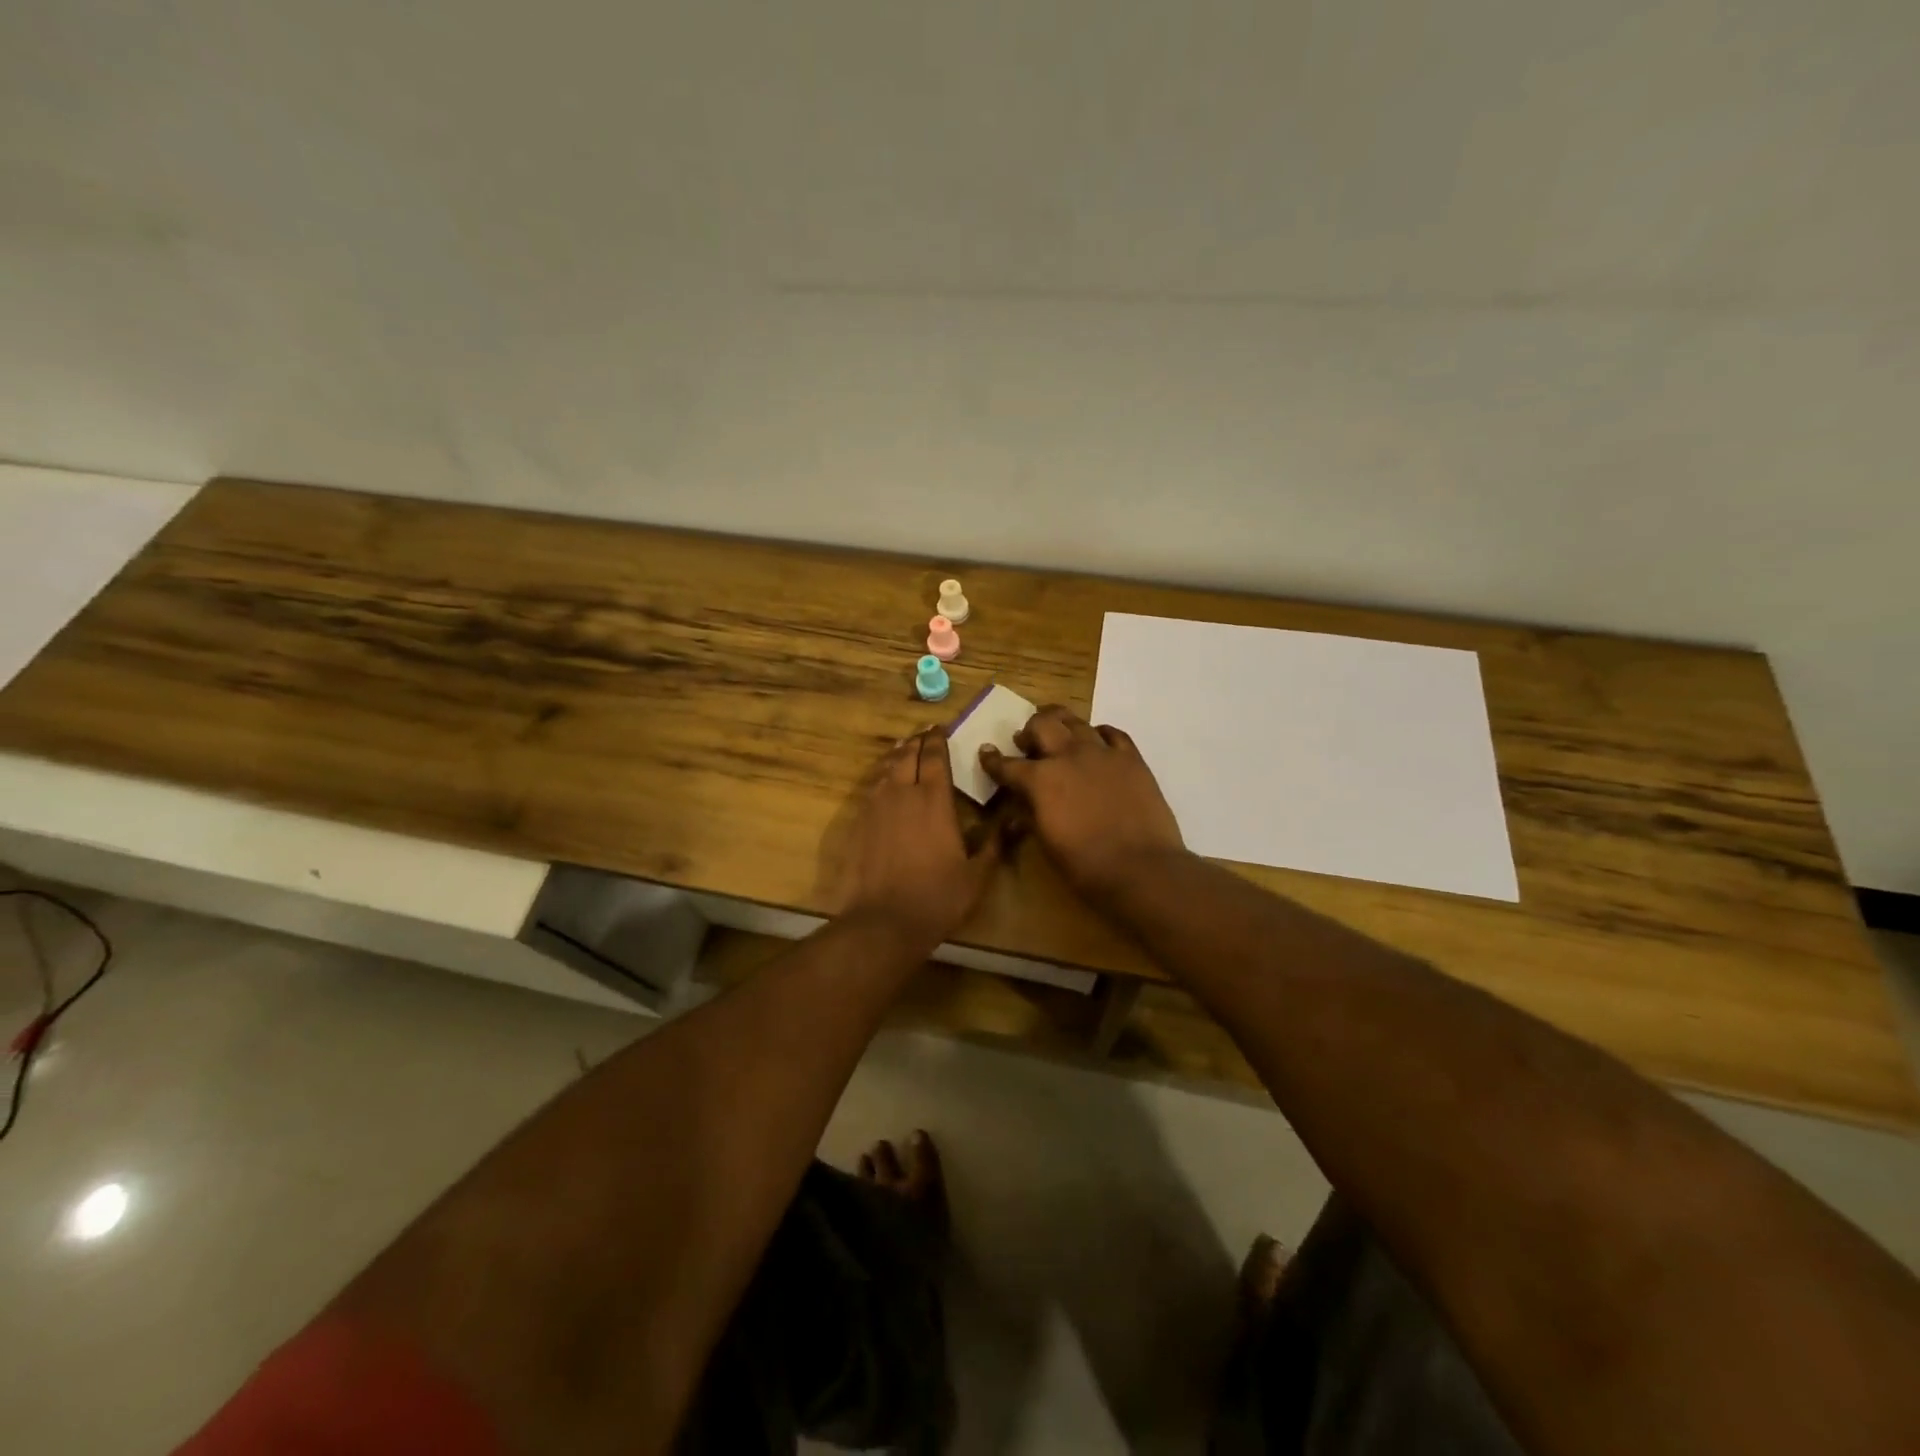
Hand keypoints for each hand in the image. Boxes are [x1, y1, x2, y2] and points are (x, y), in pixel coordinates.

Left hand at [833, 727, 1000, 949]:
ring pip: (886, 769)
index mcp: (934, 800)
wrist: (884, 921)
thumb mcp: (977, 875)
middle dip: (916, 741)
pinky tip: (884, 782)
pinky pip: (872, 788)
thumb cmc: (937, 897)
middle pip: (907, 755)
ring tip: (903, 747)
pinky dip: (881, 777)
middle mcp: (903, 794)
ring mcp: (877, 807)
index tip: (940, 728)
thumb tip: (1014, 821)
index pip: (935, 757)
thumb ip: (994, 844)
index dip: (938, 740)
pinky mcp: (859, 823)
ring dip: (897, 755)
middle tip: (923, 733)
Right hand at [980, 706, 1184, 902]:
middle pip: (1042, 725)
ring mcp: (1102, 753)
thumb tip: (1023, 801)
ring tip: (1058, 729)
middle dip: (1029, 730)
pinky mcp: (1131, 758)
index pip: (1007, 765)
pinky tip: (1097, 740)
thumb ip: (1031, 813)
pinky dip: (1099, 733)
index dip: (992, 759)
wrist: (1141, 868)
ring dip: (1061, 723)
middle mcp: (1068, 756)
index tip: (986, 752)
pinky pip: (1112, 733)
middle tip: (1027, 740)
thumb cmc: (1086, 866)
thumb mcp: (1047, 842)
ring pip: (1076, 721)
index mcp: (1040, 780)